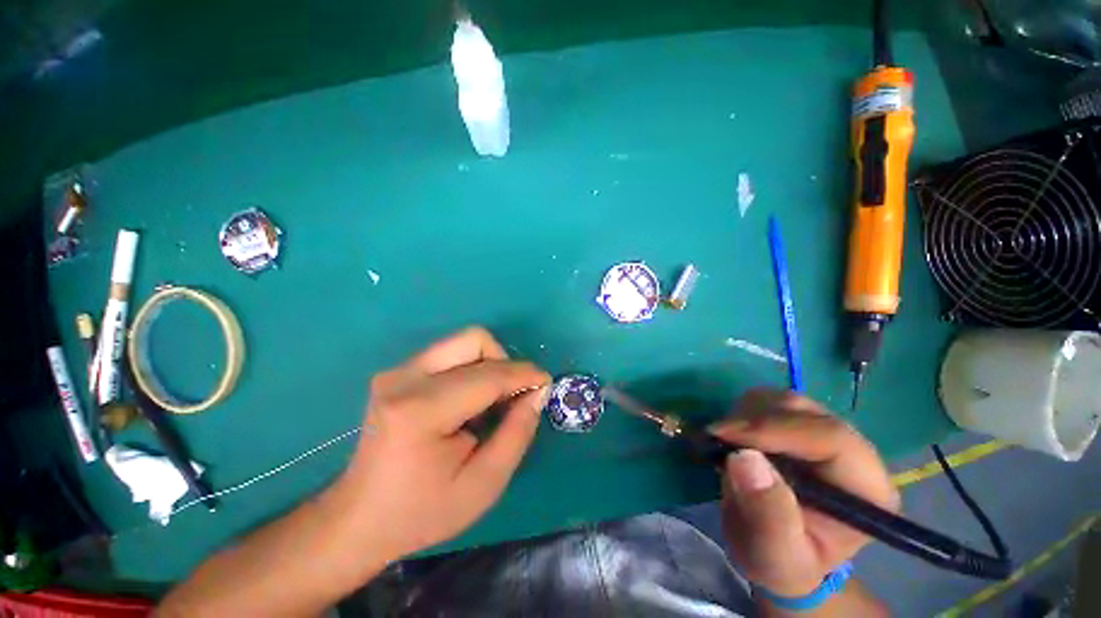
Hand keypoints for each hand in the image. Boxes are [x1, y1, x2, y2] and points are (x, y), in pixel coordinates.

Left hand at [330, 327, 550, 562]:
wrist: (360, 519)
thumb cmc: (423, 511)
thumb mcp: (484, 484)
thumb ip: (518, 432)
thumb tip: (538, 391)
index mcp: (421, 410)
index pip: (488, 375)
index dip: (525, 374)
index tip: (546, 384)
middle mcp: (405, 378)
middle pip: (475, 340)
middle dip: (505, 364)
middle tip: (513, 397)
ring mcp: (397, 371)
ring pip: (463, 342)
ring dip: (489, 365)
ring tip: (492, 401)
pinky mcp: (398, 372)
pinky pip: (450, 353)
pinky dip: (472, 369)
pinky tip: (469, 401)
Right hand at [709, 389, 899, 597]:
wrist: (776, 549)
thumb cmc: (781, 561)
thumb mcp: (774, 556)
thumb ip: (769, 516)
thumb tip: (745, 458)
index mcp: (866, 490)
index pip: (830, 438)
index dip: (774, 429)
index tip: (724, 435)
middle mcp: (854, 454)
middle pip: (805, 411)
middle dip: (753, 421)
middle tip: (717, 441)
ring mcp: (826, 434)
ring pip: (783, 400)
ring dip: (746, 415)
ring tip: (727, 444)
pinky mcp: (800, 424)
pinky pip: (769, 401)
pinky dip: (743, 412)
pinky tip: (736, 438)